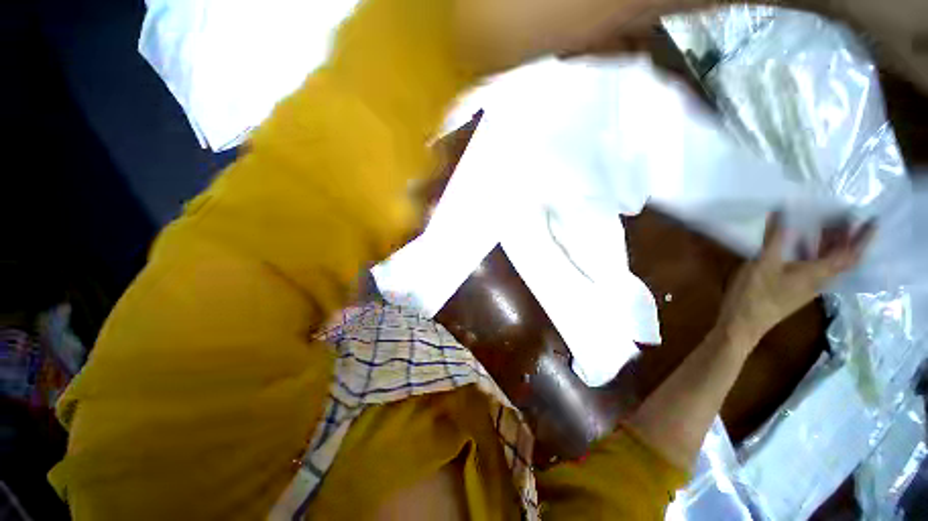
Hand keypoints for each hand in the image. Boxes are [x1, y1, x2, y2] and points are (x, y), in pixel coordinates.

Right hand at [717, 213, 875, 350]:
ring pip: (828, 264)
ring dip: (831, 245)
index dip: (862, 239)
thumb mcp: (762, 264)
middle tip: (846, 218)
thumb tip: (782, 212)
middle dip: (847, 238)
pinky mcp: (793, 290)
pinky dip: (815, 254)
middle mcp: (817, 280)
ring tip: (826, 227)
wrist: (743, 323)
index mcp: (816, 274)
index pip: (848, 255)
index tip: (872, 221)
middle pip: (841, 259)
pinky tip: (802, 248)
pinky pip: (814, 268)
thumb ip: (774, 240)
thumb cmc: (755, 294)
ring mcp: (805, 287)